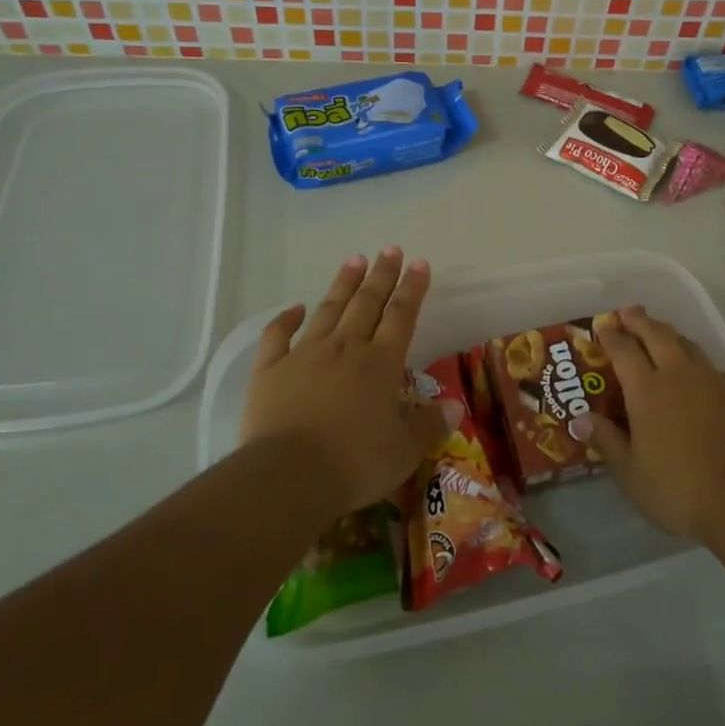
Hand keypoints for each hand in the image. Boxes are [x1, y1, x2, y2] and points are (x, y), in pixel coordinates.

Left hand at [239, 248, 448, 517]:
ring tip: (354, 260)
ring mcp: (305, 355)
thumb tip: (454, 407)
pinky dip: (286, 319)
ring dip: (343, 284)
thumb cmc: (354, 463)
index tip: (419, 263)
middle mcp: (345, 348)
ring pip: (329, 310)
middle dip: (381, 275)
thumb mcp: (404, 451)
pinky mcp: (270, 370)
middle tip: (390, 249)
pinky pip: (278, 336)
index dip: (412, 288)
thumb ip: (429, 425)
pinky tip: (295, 308)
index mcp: (381, 363)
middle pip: (367, 303)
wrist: (288, 476)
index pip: (401, 316)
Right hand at [583, 305, 724, 543]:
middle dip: (640, 321)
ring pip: (688, 344)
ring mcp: (713, 381)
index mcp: (647, 390)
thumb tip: (580, 419)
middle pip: (658, 334)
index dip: (611, 336)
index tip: (603, 327)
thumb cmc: (680, 490)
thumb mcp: (632, 474)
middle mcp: (679, 375)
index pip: (624, 350)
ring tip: (661, 333)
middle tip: (629, 312)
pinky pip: (711, 366)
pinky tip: (697, 373)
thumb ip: (607, 441)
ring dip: (670, 334)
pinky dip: (696, 360)